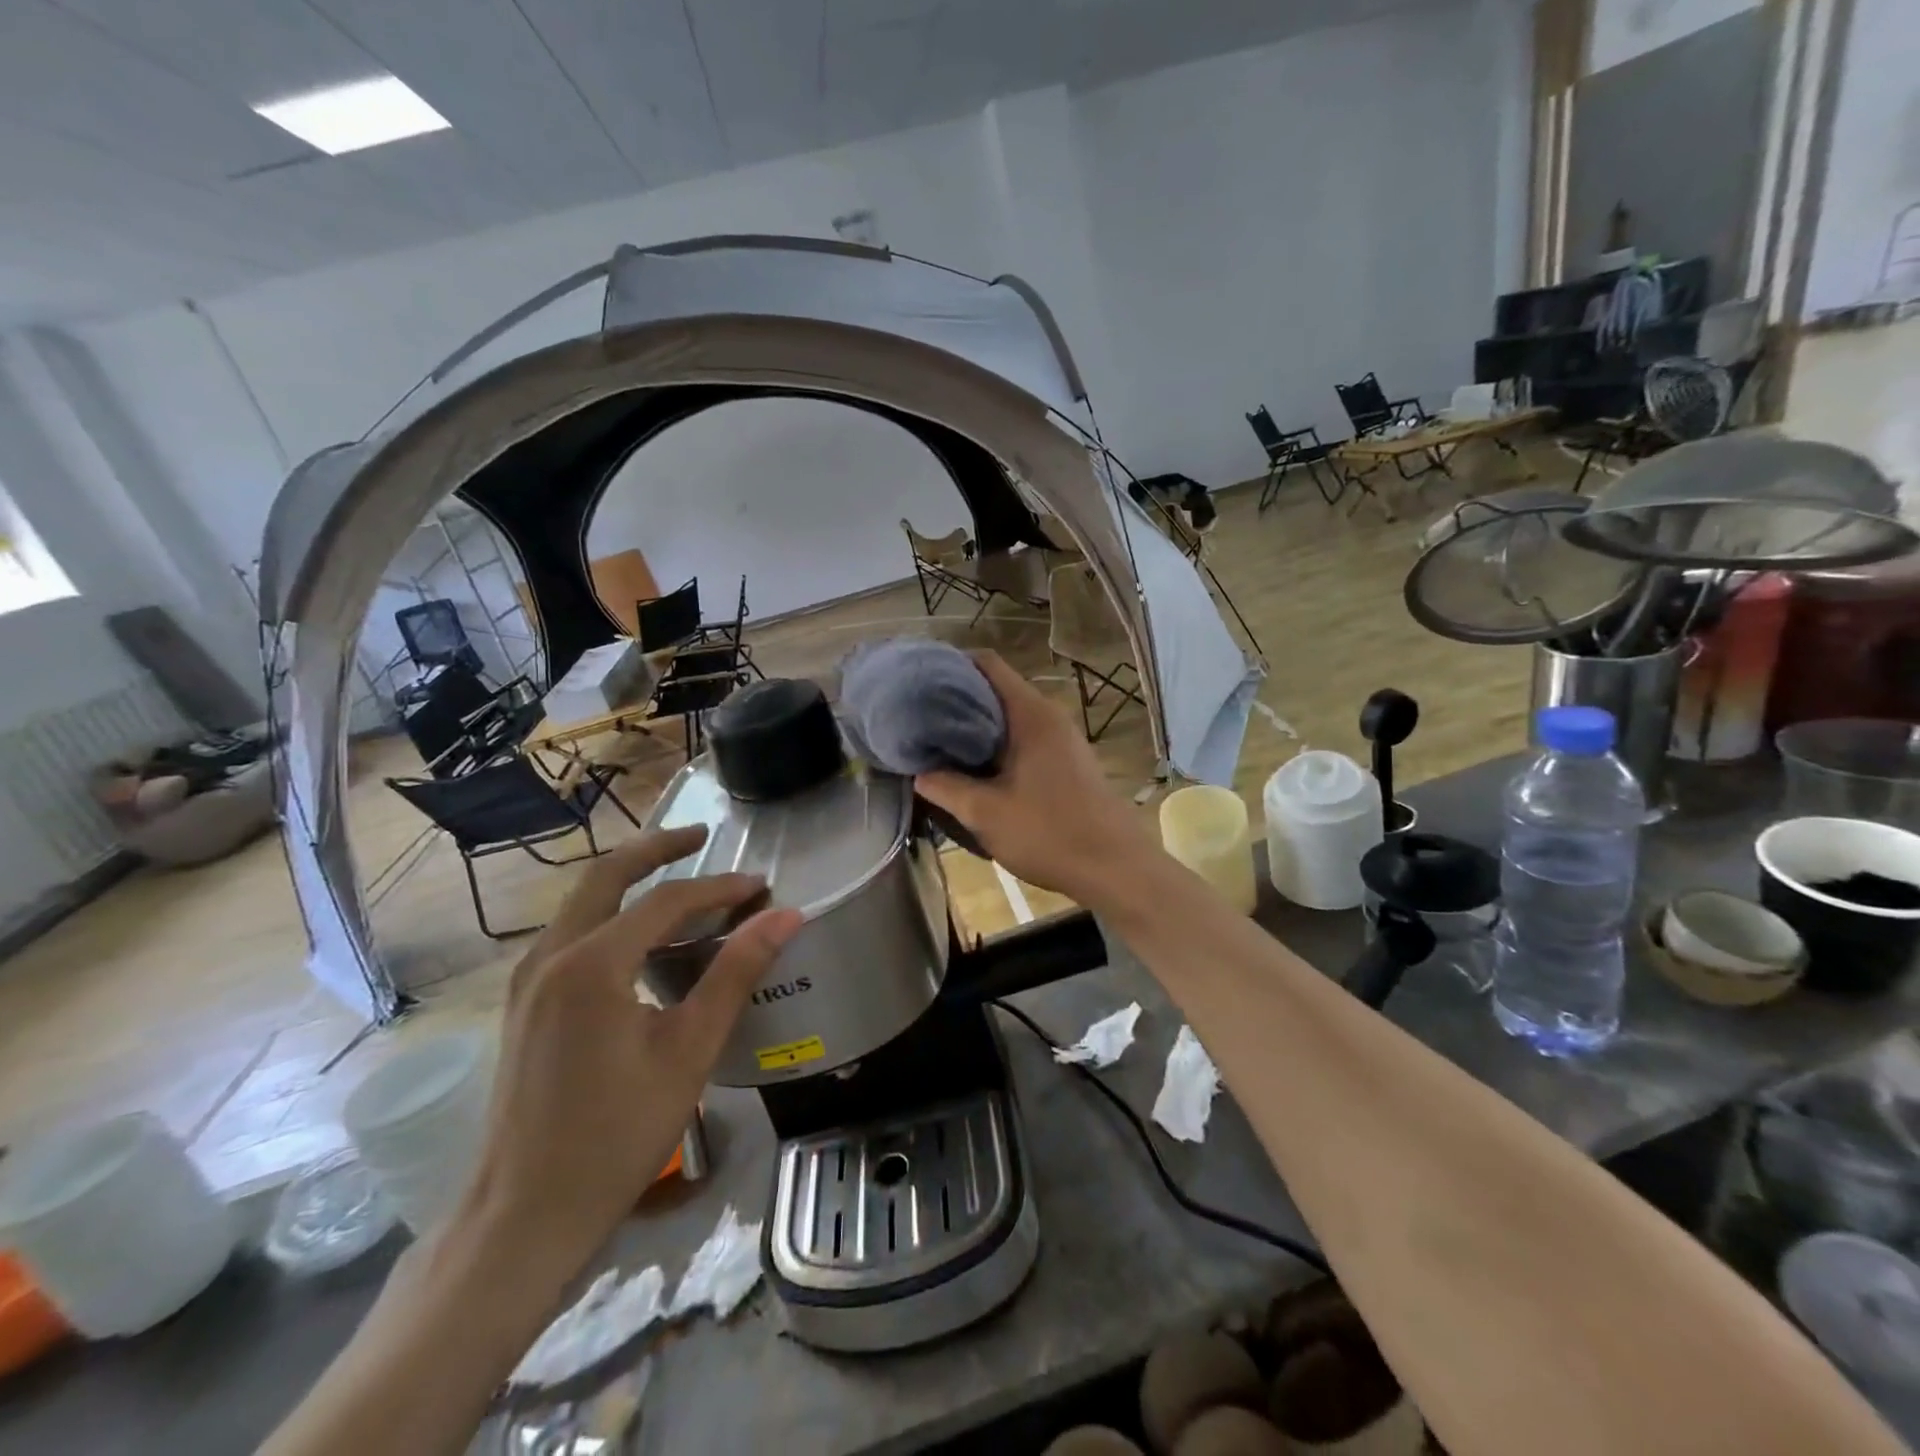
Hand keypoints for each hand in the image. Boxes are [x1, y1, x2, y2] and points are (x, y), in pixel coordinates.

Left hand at [460, 827, 803, 1270]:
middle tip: (704, 835)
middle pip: (607, 875)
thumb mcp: (689, 1050)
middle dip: (658, 849)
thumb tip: (785, 916)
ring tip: (681, 876)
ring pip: (583, 901)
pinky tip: (641, 935)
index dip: (720, 887)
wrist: (523, 1217)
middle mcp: (550, 956)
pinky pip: (572, 932)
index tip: (762, 885)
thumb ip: (736, 973)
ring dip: (631, 879)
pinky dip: (611, 913)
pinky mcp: (524, 1004)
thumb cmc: (616, 1135)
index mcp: (592, 963)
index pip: (667, 900)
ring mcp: (528, 980)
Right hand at [915, 651, 1156, 908]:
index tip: (917, 683)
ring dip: (975, 728)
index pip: (987, 664)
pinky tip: (973, 771)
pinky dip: (995, 746)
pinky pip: (1023, 740)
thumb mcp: (986, 813)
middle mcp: (1048, 716)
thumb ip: (946, 787)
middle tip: (917, 718)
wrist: (1115, 868)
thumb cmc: (1049, 833)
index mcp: (1030, 714)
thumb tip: (918, 772)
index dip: (950, 665)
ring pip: (1008, 718)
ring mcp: (1061, 739)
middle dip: (956, 700)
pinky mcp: (1066, 762)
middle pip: (995, 689)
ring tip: (937, 744)